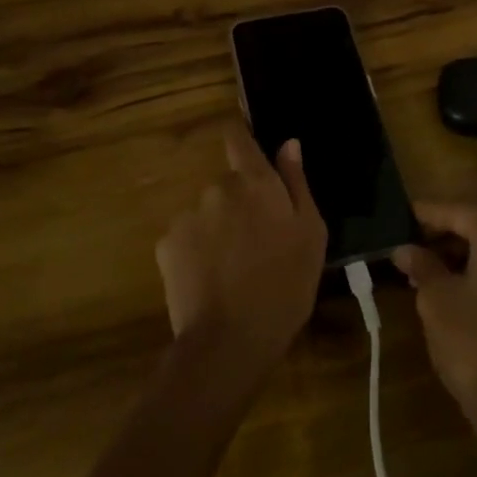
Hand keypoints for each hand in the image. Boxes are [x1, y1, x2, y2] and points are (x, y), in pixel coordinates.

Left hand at [156, 123, 326, 377]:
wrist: (231, 339)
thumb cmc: (285, 285)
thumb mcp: (311, 234)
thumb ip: (297, 183)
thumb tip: (289, 143)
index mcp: (255, 182)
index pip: (238, 137)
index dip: (241, 137)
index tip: (247, 149)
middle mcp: (217, 188)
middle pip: (227, 184)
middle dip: (239, 204)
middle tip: (256, 243)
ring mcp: (188, 215)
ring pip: (207, 214)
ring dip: (218, 230)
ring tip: (234, 270)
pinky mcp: (166, 244)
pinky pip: (187, 239)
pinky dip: (197, 252)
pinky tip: (210, 281)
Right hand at [393, 203, 476, 428]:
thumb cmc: (474, 341)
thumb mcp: (436, 300)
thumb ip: (422, 266)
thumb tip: (406, 249)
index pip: (456, 211)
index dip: (426, 215)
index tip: (401, 216)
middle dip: (447, 235)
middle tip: (413, 247)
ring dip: (467, 256)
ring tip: (431, 271)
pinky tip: (461, 291)